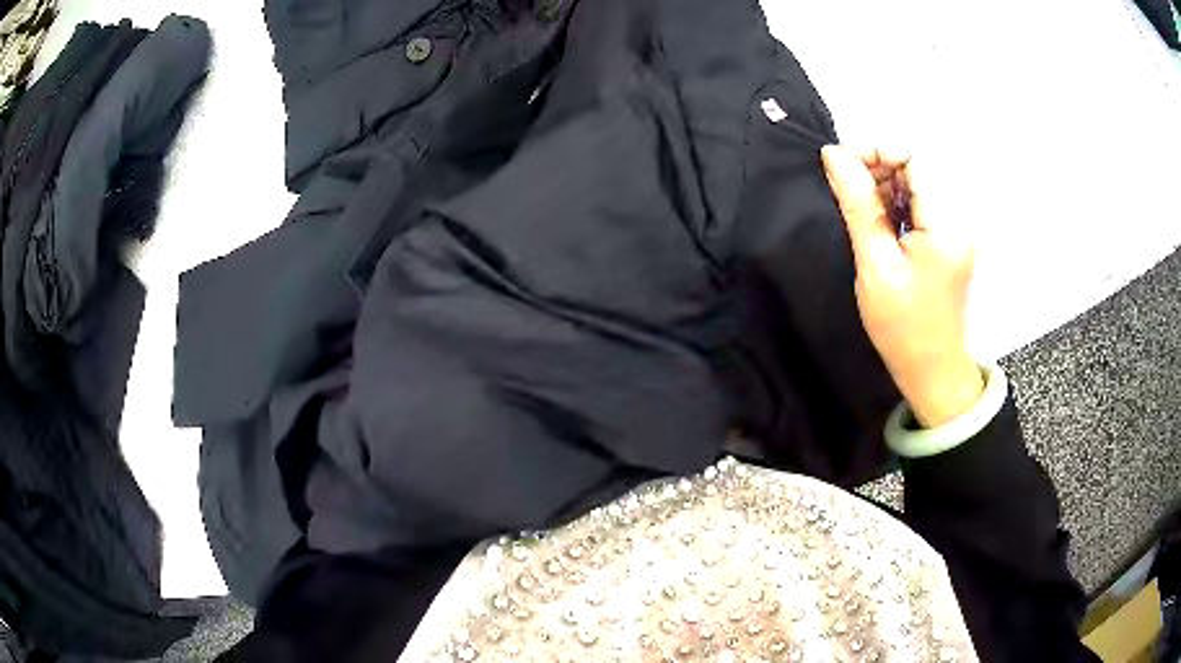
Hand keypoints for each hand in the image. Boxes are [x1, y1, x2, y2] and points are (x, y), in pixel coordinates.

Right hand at [820, 145, 982, 427]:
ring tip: (861, 210)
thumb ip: (859, 204)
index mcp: (947, 223)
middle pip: (918, 163)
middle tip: (846, 189)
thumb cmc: (903, 327)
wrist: (933, 371)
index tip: (840, 164)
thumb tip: (834, 154)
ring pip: (918, 179)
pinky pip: (923, 200)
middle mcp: (960, 216)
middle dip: (878, 165)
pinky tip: (881, 221)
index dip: (876, 149)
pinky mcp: (951, 236)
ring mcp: (958, 226)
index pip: (915, 156)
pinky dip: (897, 201)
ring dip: (886, 183)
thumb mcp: (875, 265)